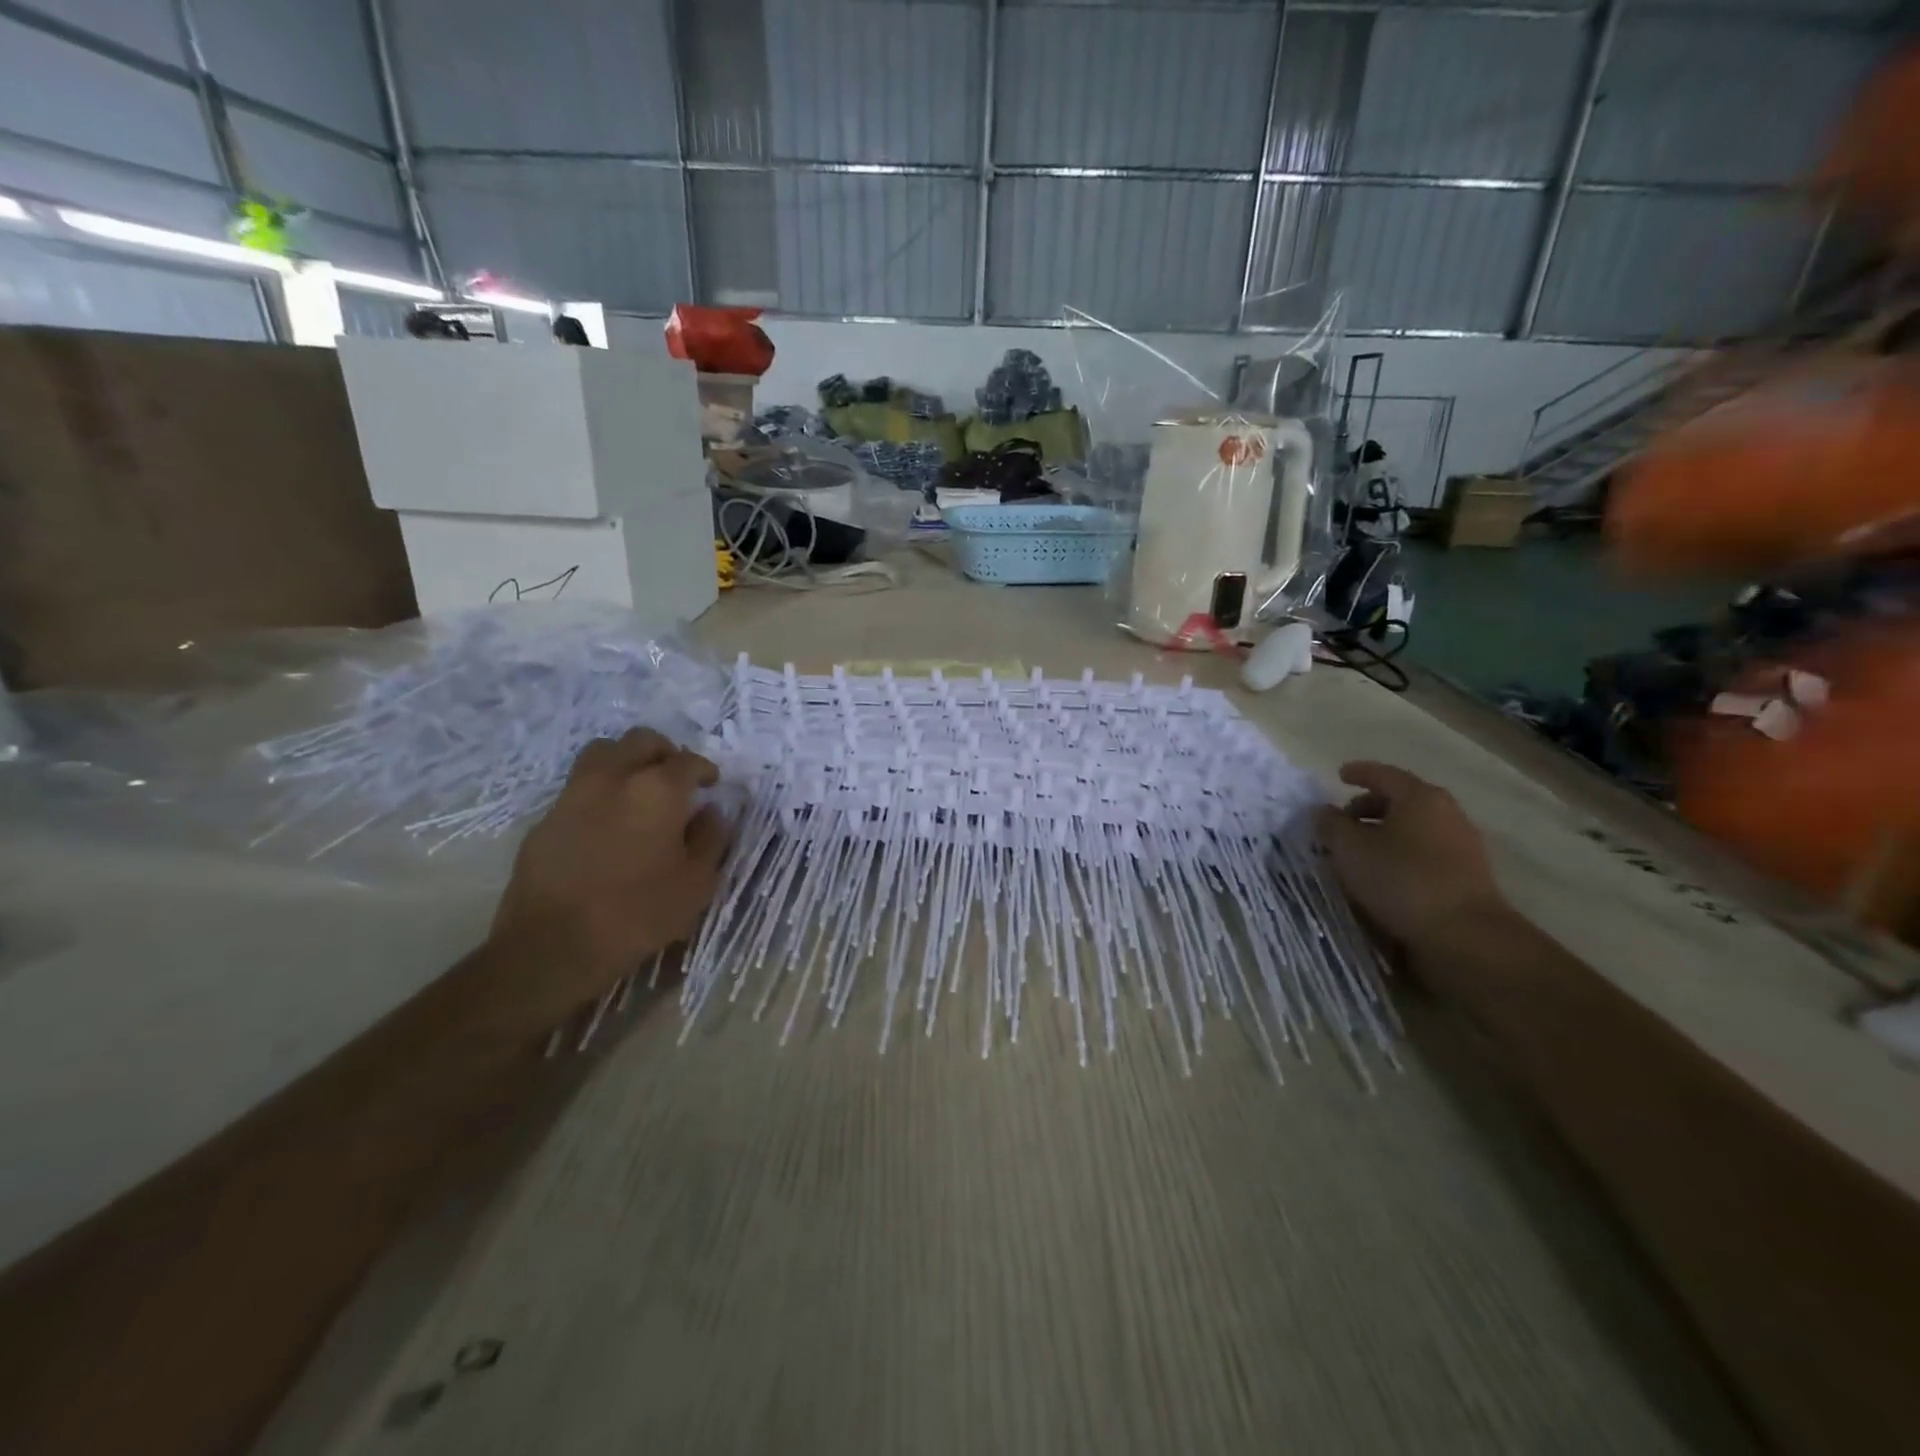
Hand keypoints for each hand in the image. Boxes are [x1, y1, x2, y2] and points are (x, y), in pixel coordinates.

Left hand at [485, 730, 729, 1026]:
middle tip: (676, 777)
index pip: (688, 761)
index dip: (705, 769)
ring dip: (627, 759)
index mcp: (658, 790)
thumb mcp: (697, 883)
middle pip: (642, 741)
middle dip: (665, 752)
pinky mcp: (546, 817)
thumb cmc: (638, 913)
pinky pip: (579, 785)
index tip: (711, 784)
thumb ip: (710, 839)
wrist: (552, 945)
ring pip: (604, 752)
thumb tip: (711, 812)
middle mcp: (615, 778)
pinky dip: (600, 789)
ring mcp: (574, 794)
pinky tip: (608, 820)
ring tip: (638, 787)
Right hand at [1313, 762, 1506, 959]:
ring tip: (1358, 852)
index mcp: (1419, 797)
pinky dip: (1401, 853)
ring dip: (1384, 833)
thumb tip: (1322, 810)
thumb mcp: (1350, 849)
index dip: (1358, 772)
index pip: (1383, 774)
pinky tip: (1383, 873)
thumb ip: (1331, 825)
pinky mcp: (1467, 874)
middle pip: (1401, 800)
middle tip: (1342, 821)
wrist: (1465, 935)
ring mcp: (1462, 844)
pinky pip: (1425, 851)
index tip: (1339, 776)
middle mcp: (1446, 813)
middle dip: (1368, 806)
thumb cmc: (1401, 880)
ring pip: (1413, 827)